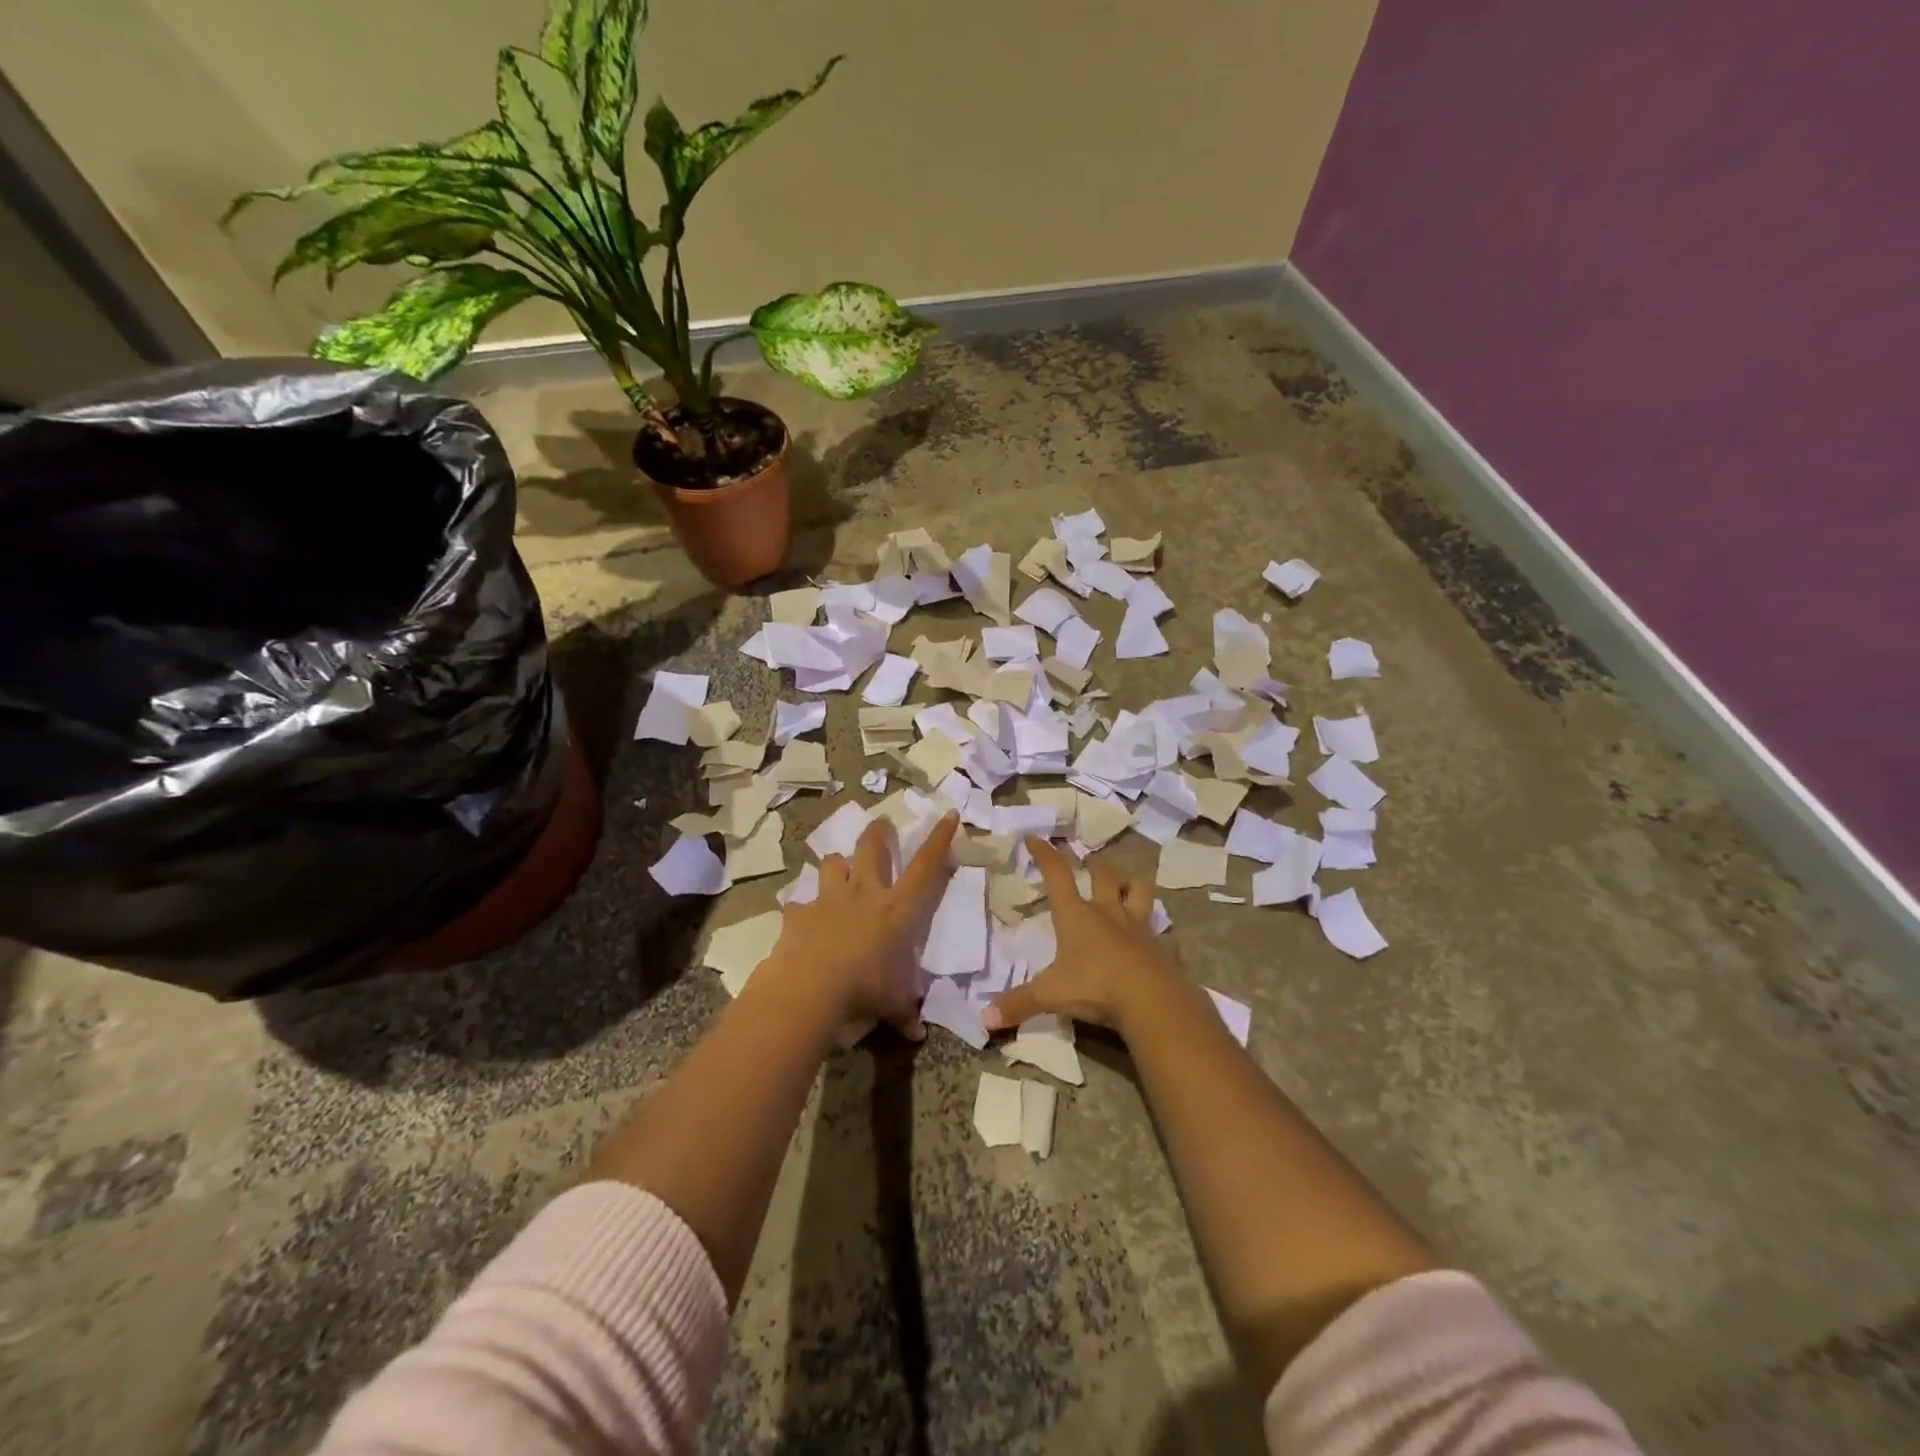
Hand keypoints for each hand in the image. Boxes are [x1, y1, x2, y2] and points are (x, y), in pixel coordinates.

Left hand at [765, 810, 959, 1036]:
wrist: (809, 988)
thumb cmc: (864, 989)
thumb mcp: (892, 1003)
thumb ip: (905, 1013)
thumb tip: (916, 1033)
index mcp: (897, 908)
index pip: (926, 866)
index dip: (939, 839)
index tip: (948, 814)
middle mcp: (864, 893)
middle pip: (872, 847)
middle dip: (878, 833)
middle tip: (881, 825)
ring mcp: (828, 899)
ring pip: (833, 863)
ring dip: (837, 865)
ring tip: (839, 871)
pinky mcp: (798, 913)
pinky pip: (800, 903)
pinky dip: (802, 909)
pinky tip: (802, 920)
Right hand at [984, 837, 1182, 1035]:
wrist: (1152, 1001)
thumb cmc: (1095, 986)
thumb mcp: (1049, 995)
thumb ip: (1018, 1004)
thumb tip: (983, 1019)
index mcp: (1076, 915)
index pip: (1057, 874)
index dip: (1045, 854)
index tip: (1035, 838)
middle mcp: (1108, 913)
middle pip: (1103, 875)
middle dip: (1094, 863)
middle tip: (1089, 858)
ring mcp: (1140, 928)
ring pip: (1140, 892)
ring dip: (1133, 884)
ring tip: (1128, 884)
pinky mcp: (1164, 948)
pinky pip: (1164, 934)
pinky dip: (1161, 933)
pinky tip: (1159, 938)